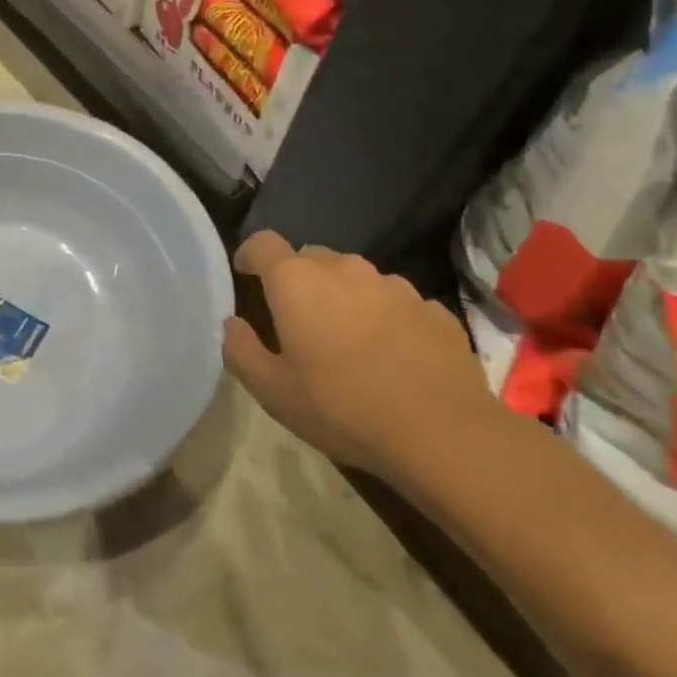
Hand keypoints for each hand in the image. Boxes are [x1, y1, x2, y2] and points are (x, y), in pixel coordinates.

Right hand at [221, 233, 493, 480]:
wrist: (443, 433)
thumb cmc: (342, 407)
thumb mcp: (272, 391)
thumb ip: (240, 350)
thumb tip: (233, 324)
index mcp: (297, 281)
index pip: (262, 242)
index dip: (250, 256)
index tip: (247, 278)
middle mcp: (344, 269)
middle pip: (310, 257)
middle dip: (298, 280)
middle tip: (297, 322)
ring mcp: (394, 285)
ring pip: (355, 278)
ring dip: (343, 298)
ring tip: (348, 342)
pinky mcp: (432, 308)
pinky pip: (394, 302)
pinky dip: (383, 318)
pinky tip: (391, 357)